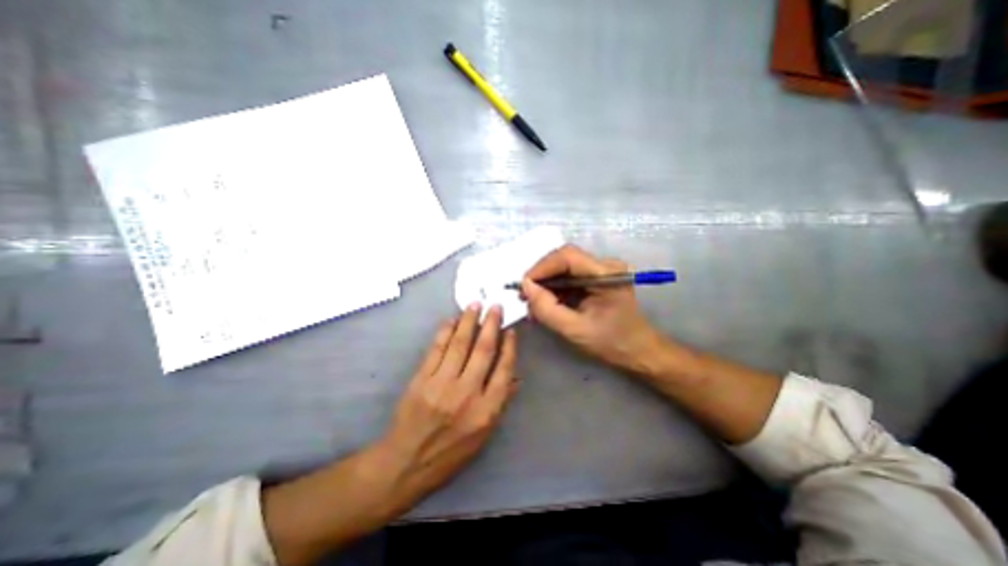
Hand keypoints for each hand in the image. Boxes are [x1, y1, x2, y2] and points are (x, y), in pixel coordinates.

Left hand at [379, 304, 519, 511]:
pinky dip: (445, 332)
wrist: (406, 463)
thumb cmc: (450, 453)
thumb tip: (515, 377)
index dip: (509, 347)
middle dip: (491, 325)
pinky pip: (436, 349)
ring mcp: (442, 384)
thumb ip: (500, 403)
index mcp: (486, 410)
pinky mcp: (421, 379)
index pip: (503, 370)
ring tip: (475, 305)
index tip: (511, 331)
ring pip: (459, 344)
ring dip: (468, 321)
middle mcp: (466, 394)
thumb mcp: (484, 436)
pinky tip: (452, 320)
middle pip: (483, 351)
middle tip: (495, 306)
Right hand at [523, 245, 667, 373]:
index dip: (541, 267)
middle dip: (541, 276)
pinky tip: (547, 303)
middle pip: (564, 259)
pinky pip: (569, 276)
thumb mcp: (575, 330)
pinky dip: (554, 288)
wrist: (638, 351)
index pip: (567, 256)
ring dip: (546, 283)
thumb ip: (547, 309)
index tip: (524, 286)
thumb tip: (525, 287)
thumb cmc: (611, 343)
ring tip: (534, 304)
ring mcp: (601, 270)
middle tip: (525, 296)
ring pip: (564, 267)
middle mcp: (605, 265)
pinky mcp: (596, 277)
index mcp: (606, 274)